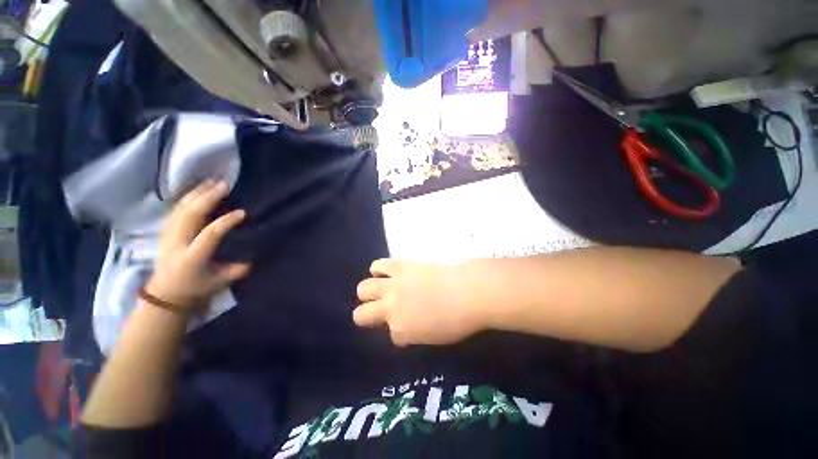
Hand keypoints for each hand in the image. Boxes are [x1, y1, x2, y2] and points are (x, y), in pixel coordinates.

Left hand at [144, 181, 249, 309]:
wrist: (165, 293)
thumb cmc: (195, 288)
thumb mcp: (219, 283)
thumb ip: (236, 271)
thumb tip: (251, 261)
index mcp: (193, 256)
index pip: (209, 234)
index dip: (226, 222)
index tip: (242, 213)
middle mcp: (178, 243)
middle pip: (191, 215)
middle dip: (208, 198)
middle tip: (224, 185)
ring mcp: (169, 235)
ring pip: (181, 209)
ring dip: (197, 194)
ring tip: (211, 182)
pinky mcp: (166, 232)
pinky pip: (176, 210)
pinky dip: (187, 198)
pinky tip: (197, 190)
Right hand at [353, 259, 487, 345]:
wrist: (469, 291)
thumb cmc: (459, 319)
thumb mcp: (434, 337)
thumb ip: (414, 333)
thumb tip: (405, 327)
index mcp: (401, 331)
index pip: (392, 335)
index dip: (401, 331)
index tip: (410, 327)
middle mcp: (391, 309)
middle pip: (361, 315)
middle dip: (368, 315)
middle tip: (382, 310)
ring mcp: (393, 286)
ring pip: (363, 288)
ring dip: (369, 292)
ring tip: (381, 289)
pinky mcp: (399, 266)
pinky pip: (377, 265)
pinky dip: (378, 270)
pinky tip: (386, 273)